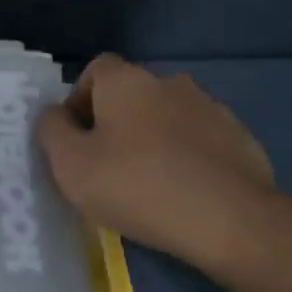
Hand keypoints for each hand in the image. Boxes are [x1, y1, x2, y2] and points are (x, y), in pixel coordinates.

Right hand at [37, 54, 276, 274]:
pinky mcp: (239, 138)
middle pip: (130, 94)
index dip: (79, 101)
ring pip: (166, 117)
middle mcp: (169, 82)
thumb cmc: (138, 187)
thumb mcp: (71, 165)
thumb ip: (52, 131)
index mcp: (126, 81)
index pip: (94, 71)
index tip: (77, 141)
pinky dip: (187, 158)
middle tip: (108, 167)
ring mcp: (210, 107)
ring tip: (149, 185)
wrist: (232, 220)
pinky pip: (199, 141)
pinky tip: (185, 193)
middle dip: (116, 123)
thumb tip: (55, 115)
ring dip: (153, 140)